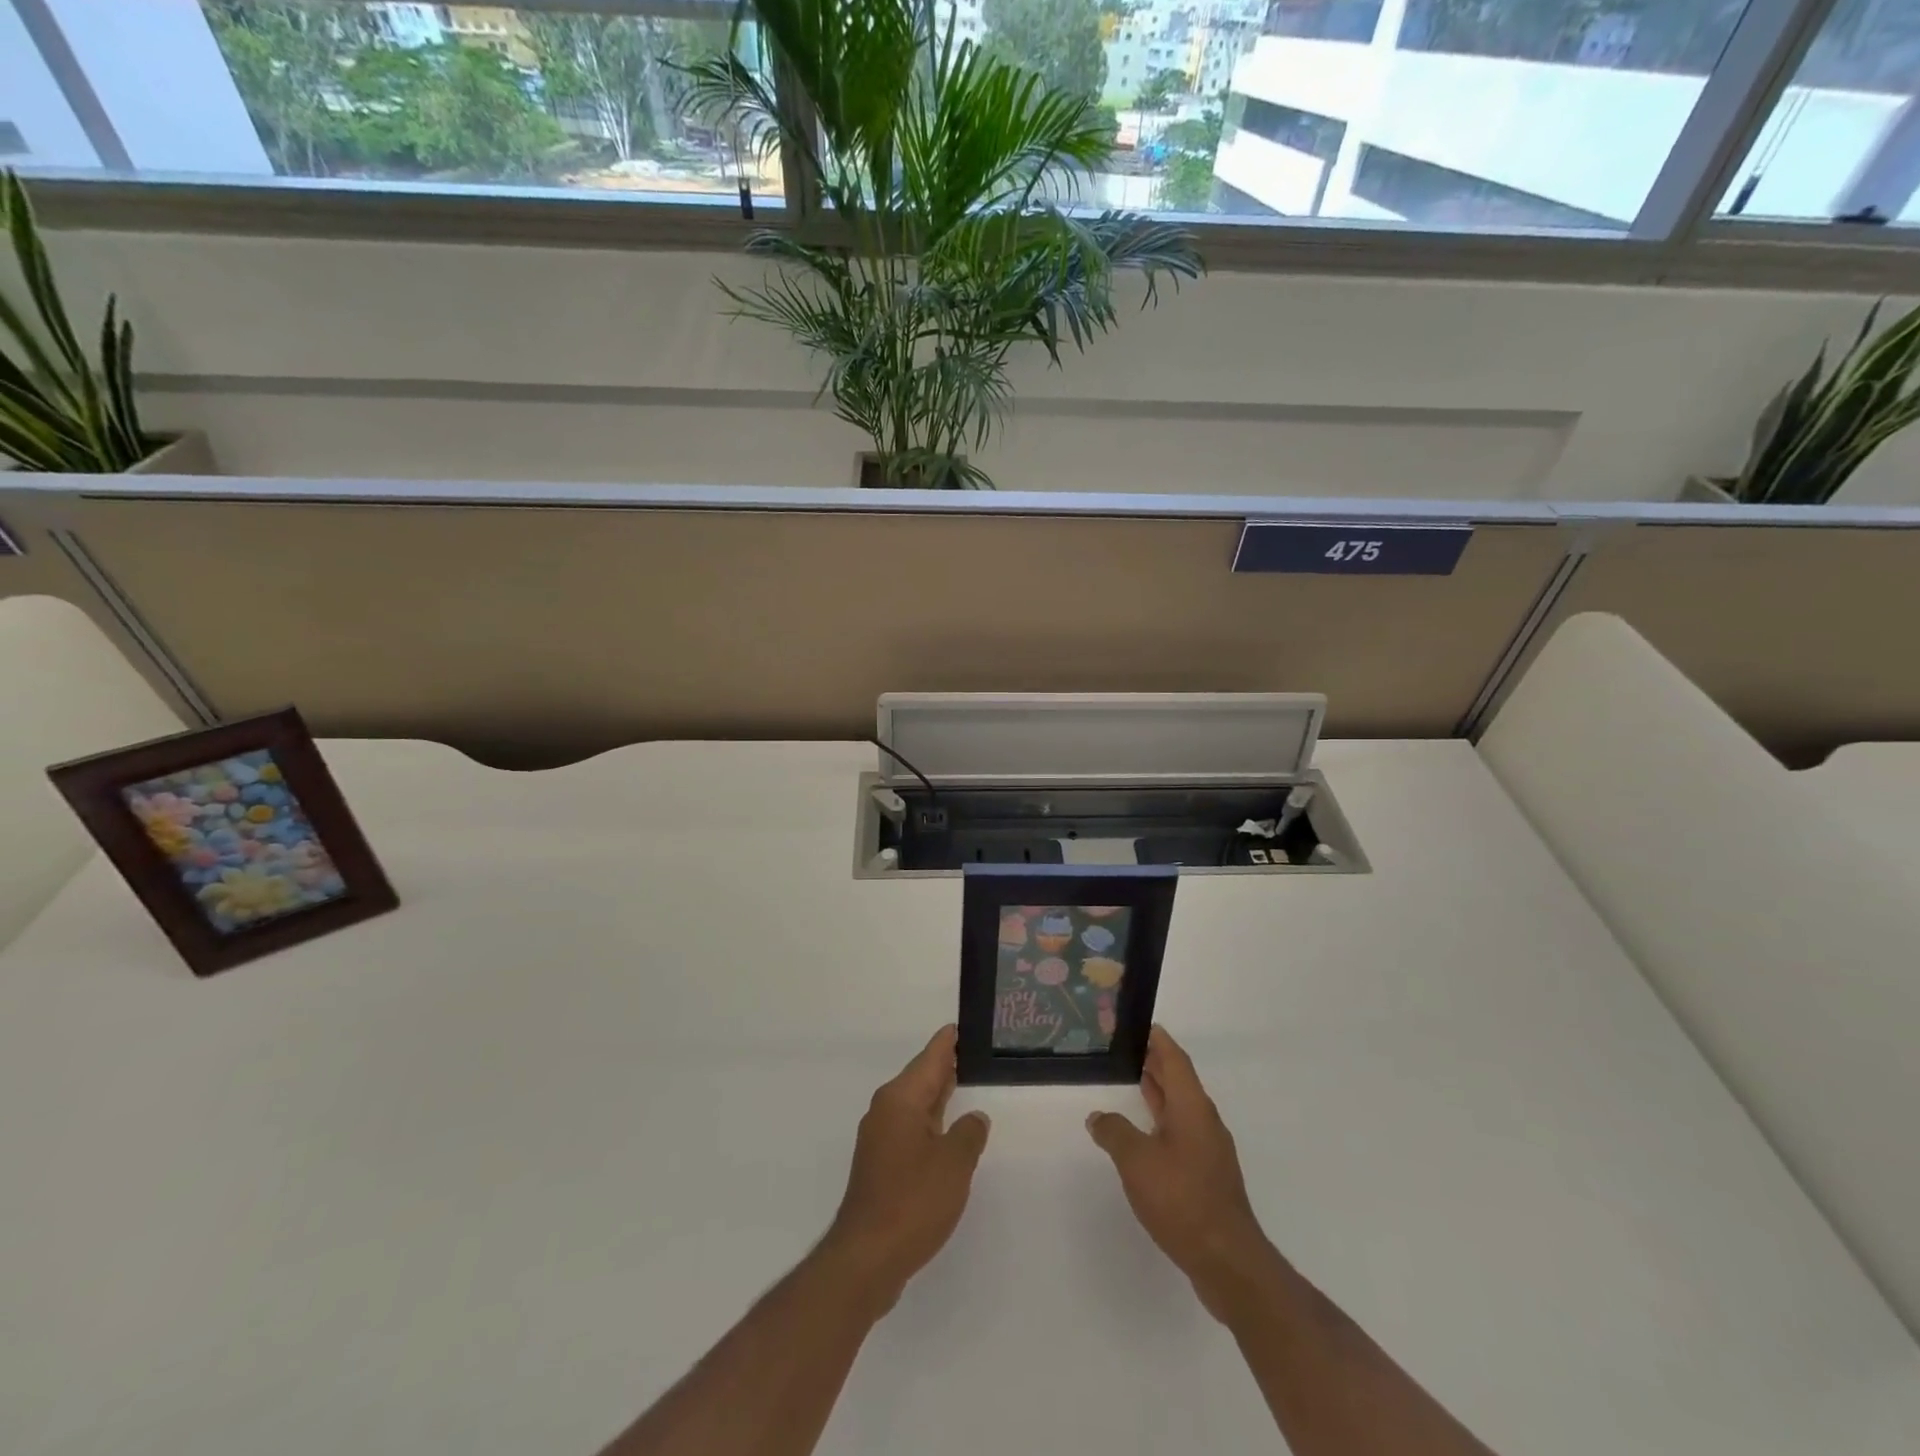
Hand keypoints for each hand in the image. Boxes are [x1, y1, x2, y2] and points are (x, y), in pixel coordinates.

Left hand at [820, 1026, 990, 1316]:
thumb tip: (974, 1119)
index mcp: (901, 1100)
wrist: (866, 1258)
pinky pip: (910, 1128)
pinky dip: (929, 1122)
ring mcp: (879, 1139)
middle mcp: (885, 1111)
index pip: (929, 1059)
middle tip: (969, 1051)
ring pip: (914, 1105)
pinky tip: (945, 1131)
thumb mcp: (954, 1164)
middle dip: (943, 1066)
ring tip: (962, 1083)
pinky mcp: (880, 1166)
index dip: (946, 1043)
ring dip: (937, 1096)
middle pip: (919, 1079)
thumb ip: (969, 1134)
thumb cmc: (913, 1201)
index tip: (959, 1026)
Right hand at [1087, 1026, 1274, 1322]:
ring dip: (1159, 1092)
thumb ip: (1114, 1132)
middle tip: (1128, 1048)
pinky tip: (1144, 1134)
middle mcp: (1205, 1121)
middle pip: (1180, 1081)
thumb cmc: (1182, 1198)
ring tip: (1133, 1081)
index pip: (1175, 1059)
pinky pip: (1182, 1132)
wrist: (1228, 1260)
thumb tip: (1098, 1117)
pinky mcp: (1208, 1176)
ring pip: (1181, 1108)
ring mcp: (1209, 1150)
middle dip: (1156, 1062)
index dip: (1158, 1039)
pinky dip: (1162, 1120)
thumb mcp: (1136, 1160)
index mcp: (1192, 1107)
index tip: (1141, 1023)